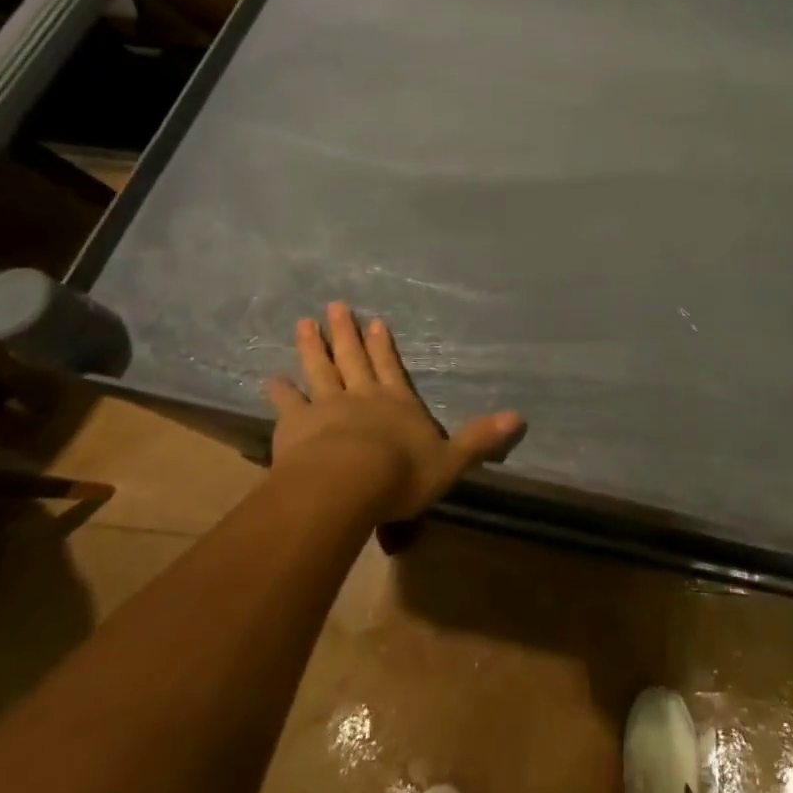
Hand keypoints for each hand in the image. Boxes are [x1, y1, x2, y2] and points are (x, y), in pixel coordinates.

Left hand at [264, 301, 523, 521]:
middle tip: (336, 306)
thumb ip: (480, 439)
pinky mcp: (296, 426)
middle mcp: (362, 397)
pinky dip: (281, 391)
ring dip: (313, 347)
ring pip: (320, 371)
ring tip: (305, 323)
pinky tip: (272, 379)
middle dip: (347, 333)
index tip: (376, 323)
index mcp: (398, 403)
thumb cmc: (402, 474)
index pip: (392, 368)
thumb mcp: (450, 461)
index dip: (384, 346)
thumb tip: (520, 418)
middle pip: (354, 359)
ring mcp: (327, 408)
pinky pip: (288, 404)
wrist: (346, 486)